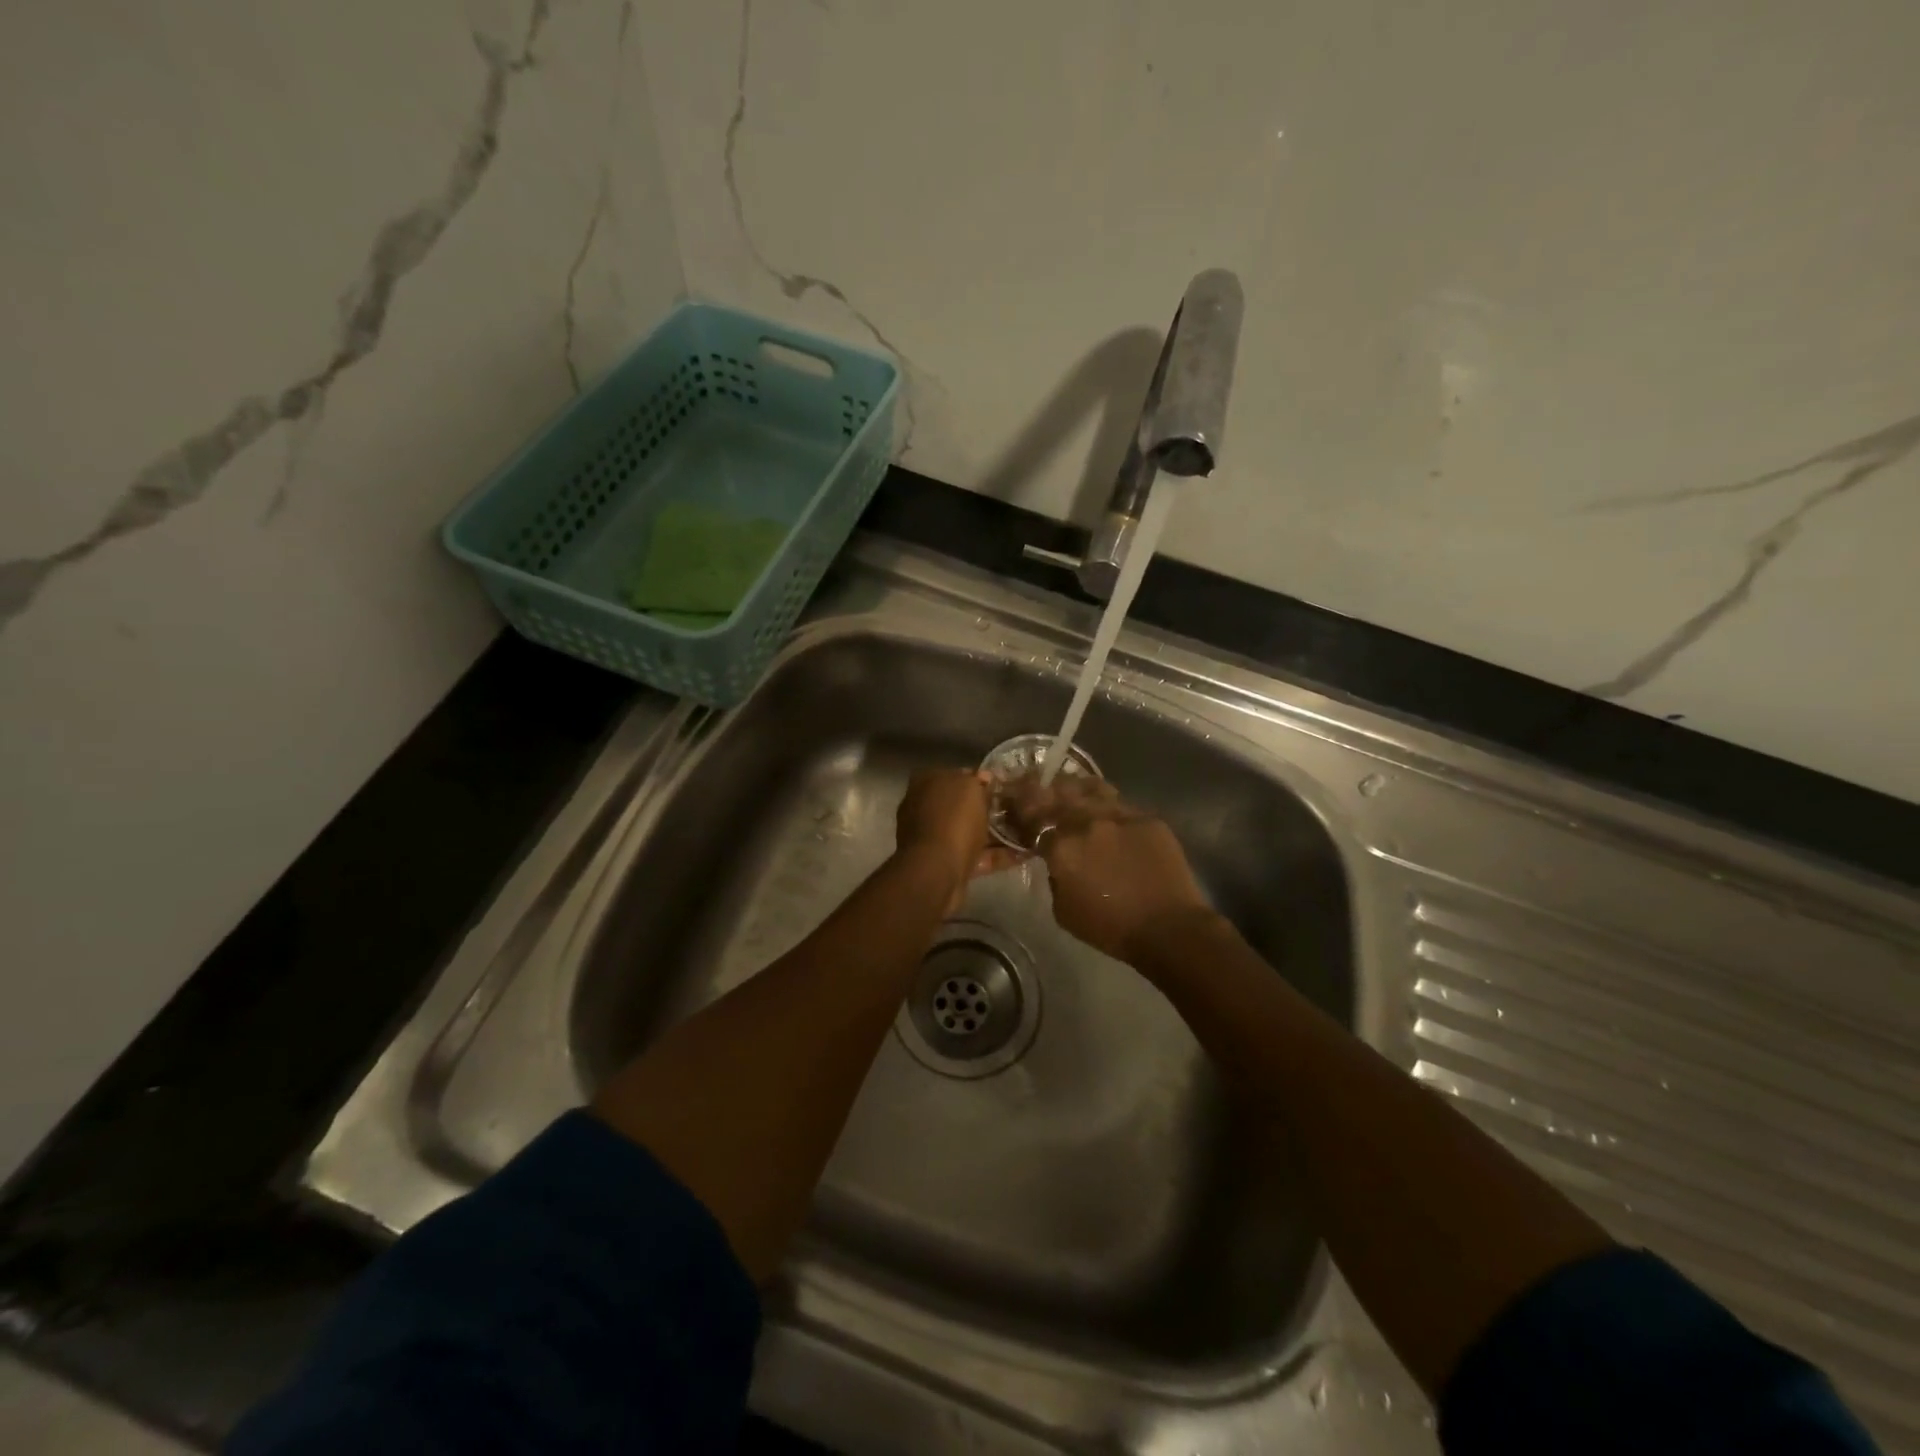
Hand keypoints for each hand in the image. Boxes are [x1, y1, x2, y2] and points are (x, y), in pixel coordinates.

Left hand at [895, 768, 1017, 913]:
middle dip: (988, 808)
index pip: (956, 775)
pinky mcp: (947, 865)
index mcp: (926, 784)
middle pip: (962, 806)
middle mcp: (925, 809)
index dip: (979, 780)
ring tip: (1028, 832)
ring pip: (969, 832)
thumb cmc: (952, 820)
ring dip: (995, 834)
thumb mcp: (969, 788)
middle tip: (1018, 808)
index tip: (1003, 785)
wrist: (937, 871)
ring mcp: (934, 839)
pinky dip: (997, 856)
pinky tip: (1025, 854)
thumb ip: (977, 781)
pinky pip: (976, 856)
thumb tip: (984, 777)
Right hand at [1002, 775, 1217, 961]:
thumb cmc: (1110, 928)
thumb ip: (1054, 876)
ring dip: (1072, 787)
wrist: (1167, 927)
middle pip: (1056, 794)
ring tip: (1068, 788)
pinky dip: (1103, 801)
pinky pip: (1117, 801)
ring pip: (1088, 788)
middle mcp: (1086, 822)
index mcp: (1061, 846)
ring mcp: (1119, 815)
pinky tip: (1102, 807)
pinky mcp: (1146, 817)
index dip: (1019, 807)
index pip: (1031, 816)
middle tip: (1033, 786)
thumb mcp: (1063, 910)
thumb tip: (1057, 859)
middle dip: (1040, 789)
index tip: (1013, 801)